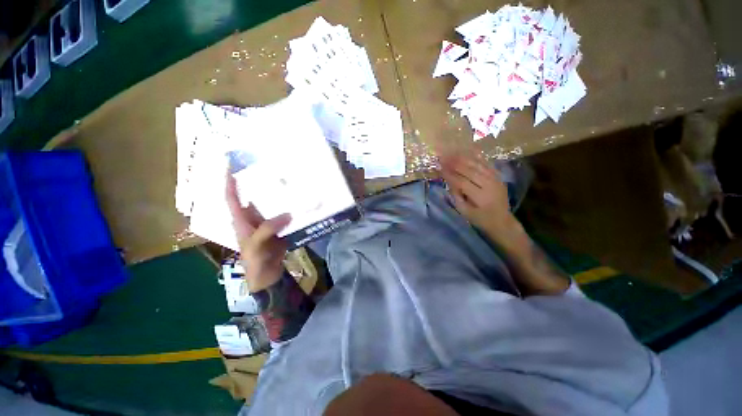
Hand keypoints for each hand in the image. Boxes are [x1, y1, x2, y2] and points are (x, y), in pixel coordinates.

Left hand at [226, 175, 291, 292]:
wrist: (268, 274)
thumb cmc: (255, 261)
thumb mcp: (256, 246)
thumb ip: (267, 229)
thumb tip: (287, 214)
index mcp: (241, 220)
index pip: (232, 198)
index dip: (230, 182)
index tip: (230, 164)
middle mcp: (253, 218)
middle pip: (254, 197)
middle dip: (259, 182)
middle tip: (270, 167)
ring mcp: (267, 222)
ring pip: (271, 204)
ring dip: (278, 194)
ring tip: (288, 181)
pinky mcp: (279, 227)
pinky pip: (284, 214)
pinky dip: (290, 207)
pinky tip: (299, 201)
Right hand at [440, 154, 520, 247]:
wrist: (502, 220)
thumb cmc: (480, 219)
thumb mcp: (465, 212)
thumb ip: (456, 196)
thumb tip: (449, 181)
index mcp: (480, 197)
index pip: (462, 182)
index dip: (450, 175)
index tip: (439, 168)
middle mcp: (489, 185)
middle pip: (469, 171)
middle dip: (454, 163)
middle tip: (443, 157)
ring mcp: (495, 179)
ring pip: (477, 165)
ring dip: (463, 158)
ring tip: (452, 152)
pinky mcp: (498, 176)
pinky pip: (486, 164)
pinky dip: (477, 157)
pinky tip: (468, 151)